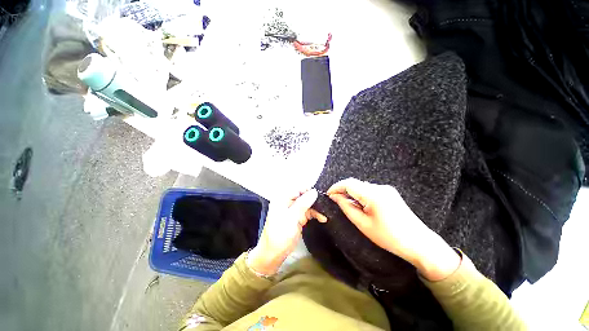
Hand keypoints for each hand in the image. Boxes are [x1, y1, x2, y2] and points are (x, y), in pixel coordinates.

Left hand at [248, 189, 326, 275]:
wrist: (274, 253)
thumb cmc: (280, 234)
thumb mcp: (291, 217)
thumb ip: (302, 204)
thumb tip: (314, 192)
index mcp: (282, 199)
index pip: (297, 189)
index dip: (309, 190)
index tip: (320, 193)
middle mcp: (288, 202)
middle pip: (303, 196)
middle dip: (314, 199)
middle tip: (326, 203)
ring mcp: (293, 210)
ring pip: (307, 204)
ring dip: (316, 208)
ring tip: (326, 213)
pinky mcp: (298, 218)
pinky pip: (308, 212)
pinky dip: (315, 214)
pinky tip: (322, 218)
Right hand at [327, 178, 459, 280]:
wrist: (419, 243)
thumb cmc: (389, 237)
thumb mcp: (363, 224)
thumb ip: (347, 207)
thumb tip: (335, 197)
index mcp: (373, 194)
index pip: (349, 183)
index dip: (336, 187)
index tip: (328, 195)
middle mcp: (380, 187)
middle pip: (355, 183)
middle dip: (343, 190)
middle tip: (335, 201)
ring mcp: (386, 189)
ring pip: (362, 186)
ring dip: (351, 193)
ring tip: (346, 204)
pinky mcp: (389, 193)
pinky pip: (369, 190)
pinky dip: (360, 195)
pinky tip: (359, 205)